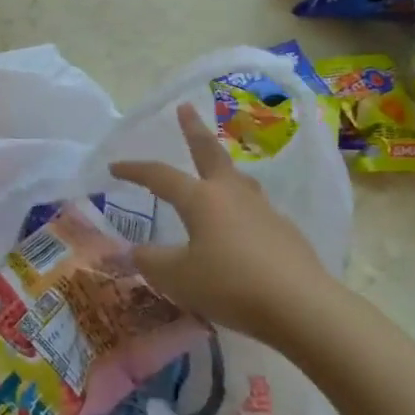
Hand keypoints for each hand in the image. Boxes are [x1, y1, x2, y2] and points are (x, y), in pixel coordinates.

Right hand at [110, 103, 344, 350]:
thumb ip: (151, 261)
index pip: (161, 176)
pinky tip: (241, 226)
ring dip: (222, 168)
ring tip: (216, 168)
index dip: (135, 170)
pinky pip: (255, 209)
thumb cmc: (229, 285)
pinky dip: (240, 207)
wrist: (300, 306)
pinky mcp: (285, 231)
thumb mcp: (176, 278)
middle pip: (210, 153)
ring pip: (238, 179)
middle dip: (194, 130)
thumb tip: (136, 251)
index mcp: (201, 199)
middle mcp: (232, 194)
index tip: (115, 167)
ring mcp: (263, 210)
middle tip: (186, 108)